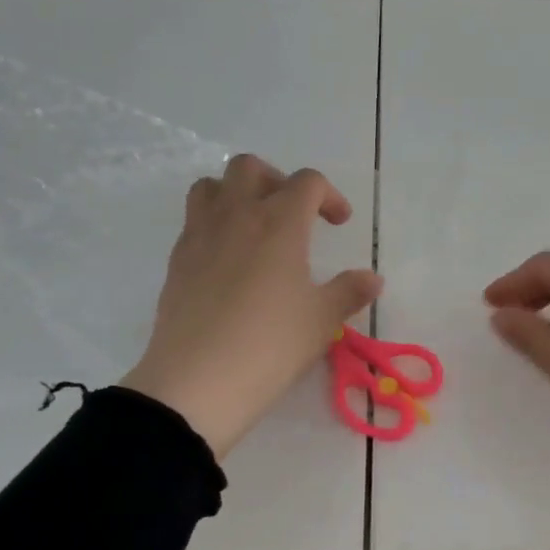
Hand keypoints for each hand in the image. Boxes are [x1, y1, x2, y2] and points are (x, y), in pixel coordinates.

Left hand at [121, 154, 381, 458]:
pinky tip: (230, 261)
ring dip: (237, 194)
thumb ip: (349, 292)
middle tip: (294, 215)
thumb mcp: (321, 320)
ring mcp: (200, 235)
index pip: (307, 182)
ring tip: (255, 227)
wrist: (198, 381)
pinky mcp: (177, 260)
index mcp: (279, 223)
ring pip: (211, 186)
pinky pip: (194, 221)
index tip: (339, 224)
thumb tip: (372, 279)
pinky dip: (215, 224)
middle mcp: (237, 216)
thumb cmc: (271, 344)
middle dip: (278, 181)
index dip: (329, 195)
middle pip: (250, 168)